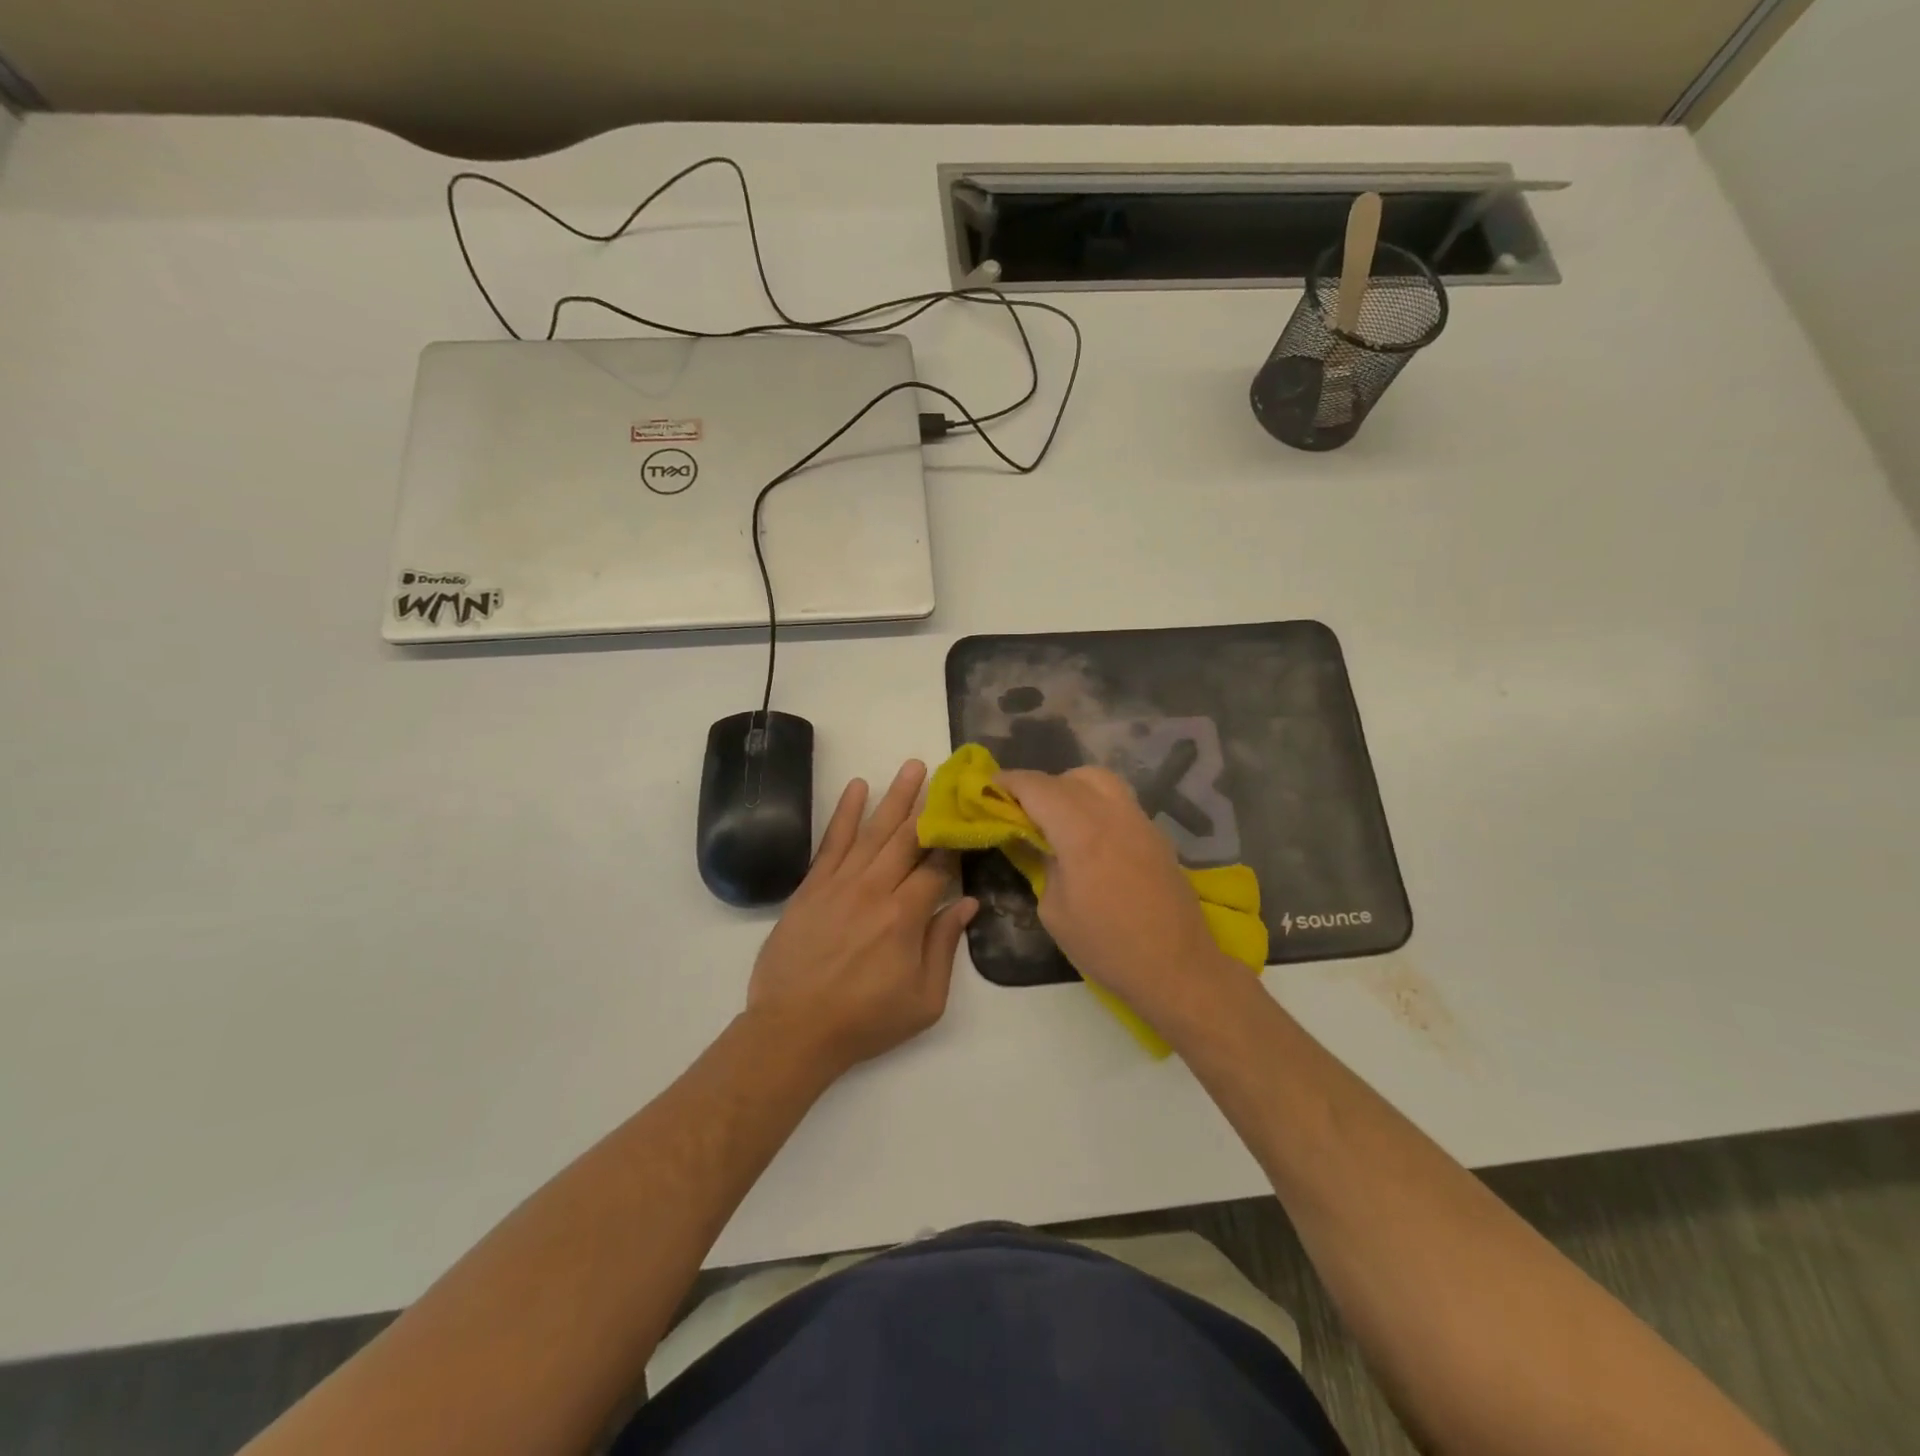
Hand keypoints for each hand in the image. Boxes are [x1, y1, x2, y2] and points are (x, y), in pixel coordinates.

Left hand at [747, 760, 976, 1077]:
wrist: (793, 1030)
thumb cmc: (865, 1021)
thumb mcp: (924, 1000)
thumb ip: (944, 946)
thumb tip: (967, 902)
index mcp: (905, 916)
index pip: (938, 866)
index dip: (955, 842)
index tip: (968, 818)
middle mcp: (874, 889)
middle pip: (908, 837)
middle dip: (929, 804)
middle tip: (945, 773)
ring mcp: (839, 883)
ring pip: (873, 831)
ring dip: (895, 797)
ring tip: (912, 767)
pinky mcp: (811, 886)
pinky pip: (831, 842)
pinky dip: (844, 812)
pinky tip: (857, 787)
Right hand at [996, 767, 1236, 1028]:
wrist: (1177, 968)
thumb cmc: (1107, 947)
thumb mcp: (1055, 911)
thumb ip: (1043, 865)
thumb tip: (1039, 845)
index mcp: (1082, 832)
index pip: (1038, 787)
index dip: (1009, 782)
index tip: (989, 786)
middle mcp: (1113, 814)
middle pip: (1070, 777)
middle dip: (1040, 785)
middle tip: (1022, 808)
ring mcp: (1140, 821)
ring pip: (1101, 781)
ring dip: (1072, 787)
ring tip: (1056, 816)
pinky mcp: (1156, 835)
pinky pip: (1119, 801)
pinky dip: (1095, 803)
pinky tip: (1088, 835)